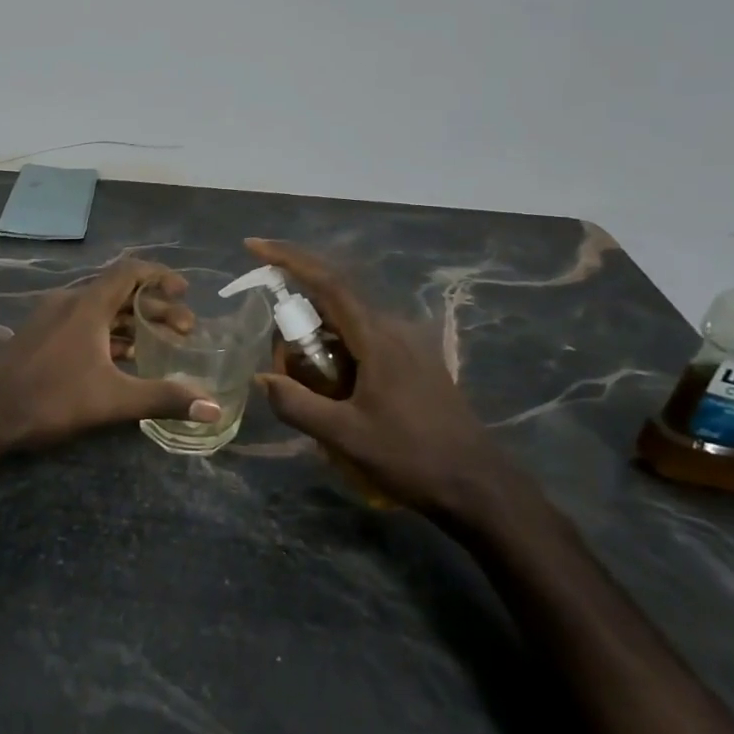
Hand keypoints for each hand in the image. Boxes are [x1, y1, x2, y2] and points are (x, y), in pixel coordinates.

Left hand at [0, 260, 223, 454]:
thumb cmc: (50, 398)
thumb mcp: (112, 400)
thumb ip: (164, 398)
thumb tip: (214, 407)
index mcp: (86, 305)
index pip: (130, 271)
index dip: (161, 277)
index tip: (185, 293)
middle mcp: (68, 303)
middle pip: (119, 293)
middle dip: (155, 308)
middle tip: (185, 331)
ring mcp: (49, 319)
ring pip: (100, 311)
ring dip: (131, 323)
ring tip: (160, 345)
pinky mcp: (38, 338)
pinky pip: (82, 325)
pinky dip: (108, 334)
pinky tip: (122, 360)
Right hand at [246, 238, 516, 513]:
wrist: (479, 486)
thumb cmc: (412, 457)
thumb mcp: (345, 436)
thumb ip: (298, 405)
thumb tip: (261, 378)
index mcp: (378, 337)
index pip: (327, 282)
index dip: (288, 260)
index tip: (254, 247)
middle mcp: (393, 329)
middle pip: (332, 301)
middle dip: (295, 316)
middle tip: (277, 358)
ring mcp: (407, 345)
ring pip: (346, 324)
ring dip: (315, 339)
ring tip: (299, 380)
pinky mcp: (412, 363)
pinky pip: (362, 341)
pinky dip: (335, 352)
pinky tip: (329, 389)